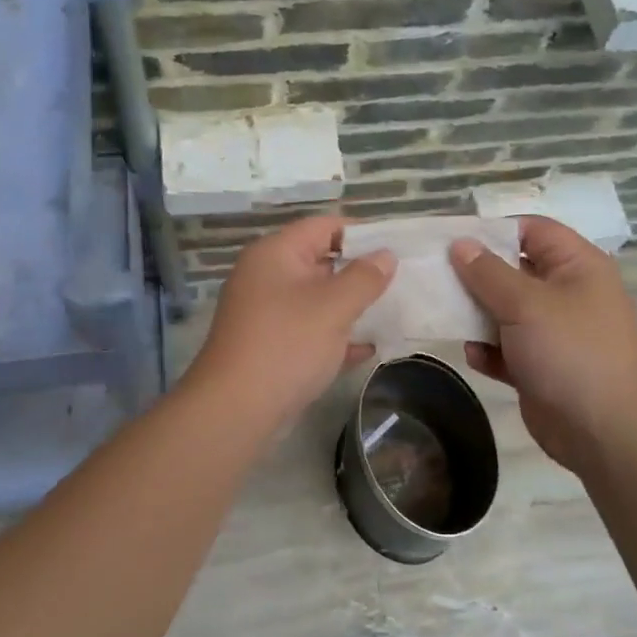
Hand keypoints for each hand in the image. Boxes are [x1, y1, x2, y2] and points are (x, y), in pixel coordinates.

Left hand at [184, 214, 395, 432]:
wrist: (236, 409)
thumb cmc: (287, 345)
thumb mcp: (333, 307)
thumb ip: (364, 278)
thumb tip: (386, 255)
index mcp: (275, 254)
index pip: (323, 226)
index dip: (361, 234)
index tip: (396, 250)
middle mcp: (266, 276)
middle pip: (320, 261)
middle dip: (359, 271)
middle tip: (401, 282)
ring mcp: (266, 312)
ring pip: (316, 299)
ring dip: (350, 305)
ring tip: (392, 311)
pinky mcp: (270, 345)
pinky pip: (309, 330)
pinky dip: (335, 336)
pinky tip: (367, 349)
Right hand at [450, 216, 636, 473]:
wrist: (604, 431)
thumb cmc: (570, 351)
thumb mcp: (526, 304)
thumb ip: (487, 272)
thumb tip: (460, 244)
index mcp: (577, 266)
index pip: (533, 230)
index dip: (494, 230)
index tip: (452, 240)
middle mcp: (567, 293)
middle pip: (514, 270)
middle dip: (476, 275)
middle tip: (435, 277)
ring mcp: (554, 332)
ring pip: (506, 311)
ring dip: (477, 315)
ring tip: (445, 315)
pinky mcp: (541, 366)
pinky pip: (507, 348)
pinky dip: (489, 350)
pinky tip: (474, 356)